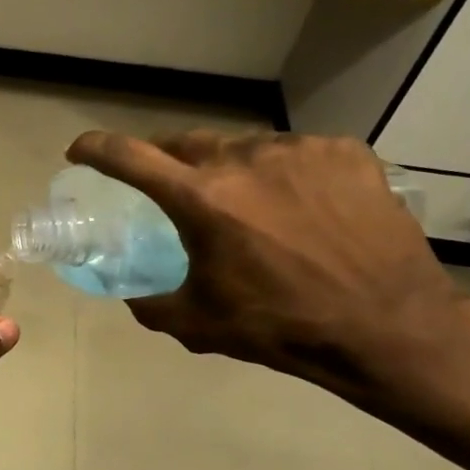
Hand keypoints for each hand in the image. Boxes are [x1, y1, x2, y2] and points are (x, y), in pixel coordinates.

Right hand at [65, 130, 465, 395]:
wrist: (390, 327)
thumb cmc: (281, 327)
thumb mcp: (198, 324)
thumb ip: (150, 304)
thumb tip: (132, 294)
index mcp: (201, 199)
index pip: (129, 157)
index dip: (96, 149)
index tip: (80, 151)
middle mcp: (244, 160)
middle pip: (184, 142)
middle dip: (166, 161)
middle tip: (169, 187)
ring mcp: (299, 150)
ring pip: (242, 147)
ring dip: (229, 170)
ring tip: (246, 206)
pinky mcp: (344, 152)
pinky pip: (294, 153)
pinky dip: (282, 173)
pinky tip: (299, 207)